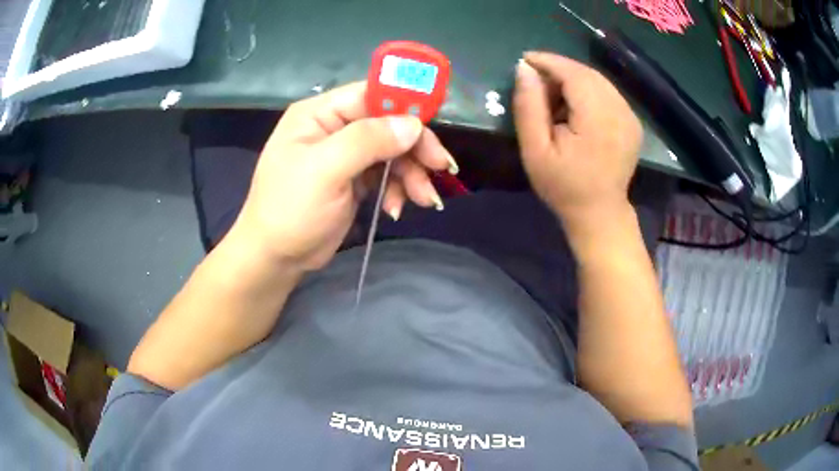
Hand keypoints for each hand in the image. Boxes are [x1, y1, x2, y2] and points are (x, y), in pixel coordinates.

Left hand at [227, 82, 456, 272]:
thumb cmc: (290, 210)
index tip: (434, 122)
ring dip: (412, 174)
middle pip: (388, 124)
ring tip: (423, 200)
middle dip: (415, 147)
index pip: (371, 94)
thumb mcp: (325, 171)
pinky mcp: (354, 179)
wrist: (276, 258)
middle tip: (440, 168)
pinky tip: (395, 209)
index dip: (405, 103)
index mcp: (320, 113)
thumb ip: (367, 141)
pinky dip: (398, 190)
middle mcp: (334, 127)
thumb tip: (413, 125)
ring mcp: (345, 155)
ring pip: (393, 151)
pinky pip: (387, 175)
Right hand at [512, 52, 642, 228]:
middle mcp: (620, 112)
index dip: (549, 62)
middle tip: (536, 80)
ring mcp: (630, 117)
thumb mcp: (535, 150)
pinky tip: (574, 106)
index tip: (525, 59)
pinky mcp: (633, 122)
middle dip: (560, 69)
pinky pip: (608, 92)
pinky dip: (588, 90)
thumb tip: (524, 69)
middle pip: (588, 73)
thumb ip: (529, 106)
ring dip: (573, 79)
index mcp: (598, 119)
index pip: (574, 74)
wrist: (599, 213)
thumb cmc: (563, 186)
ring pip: (599, 81)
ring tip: (553, 95)